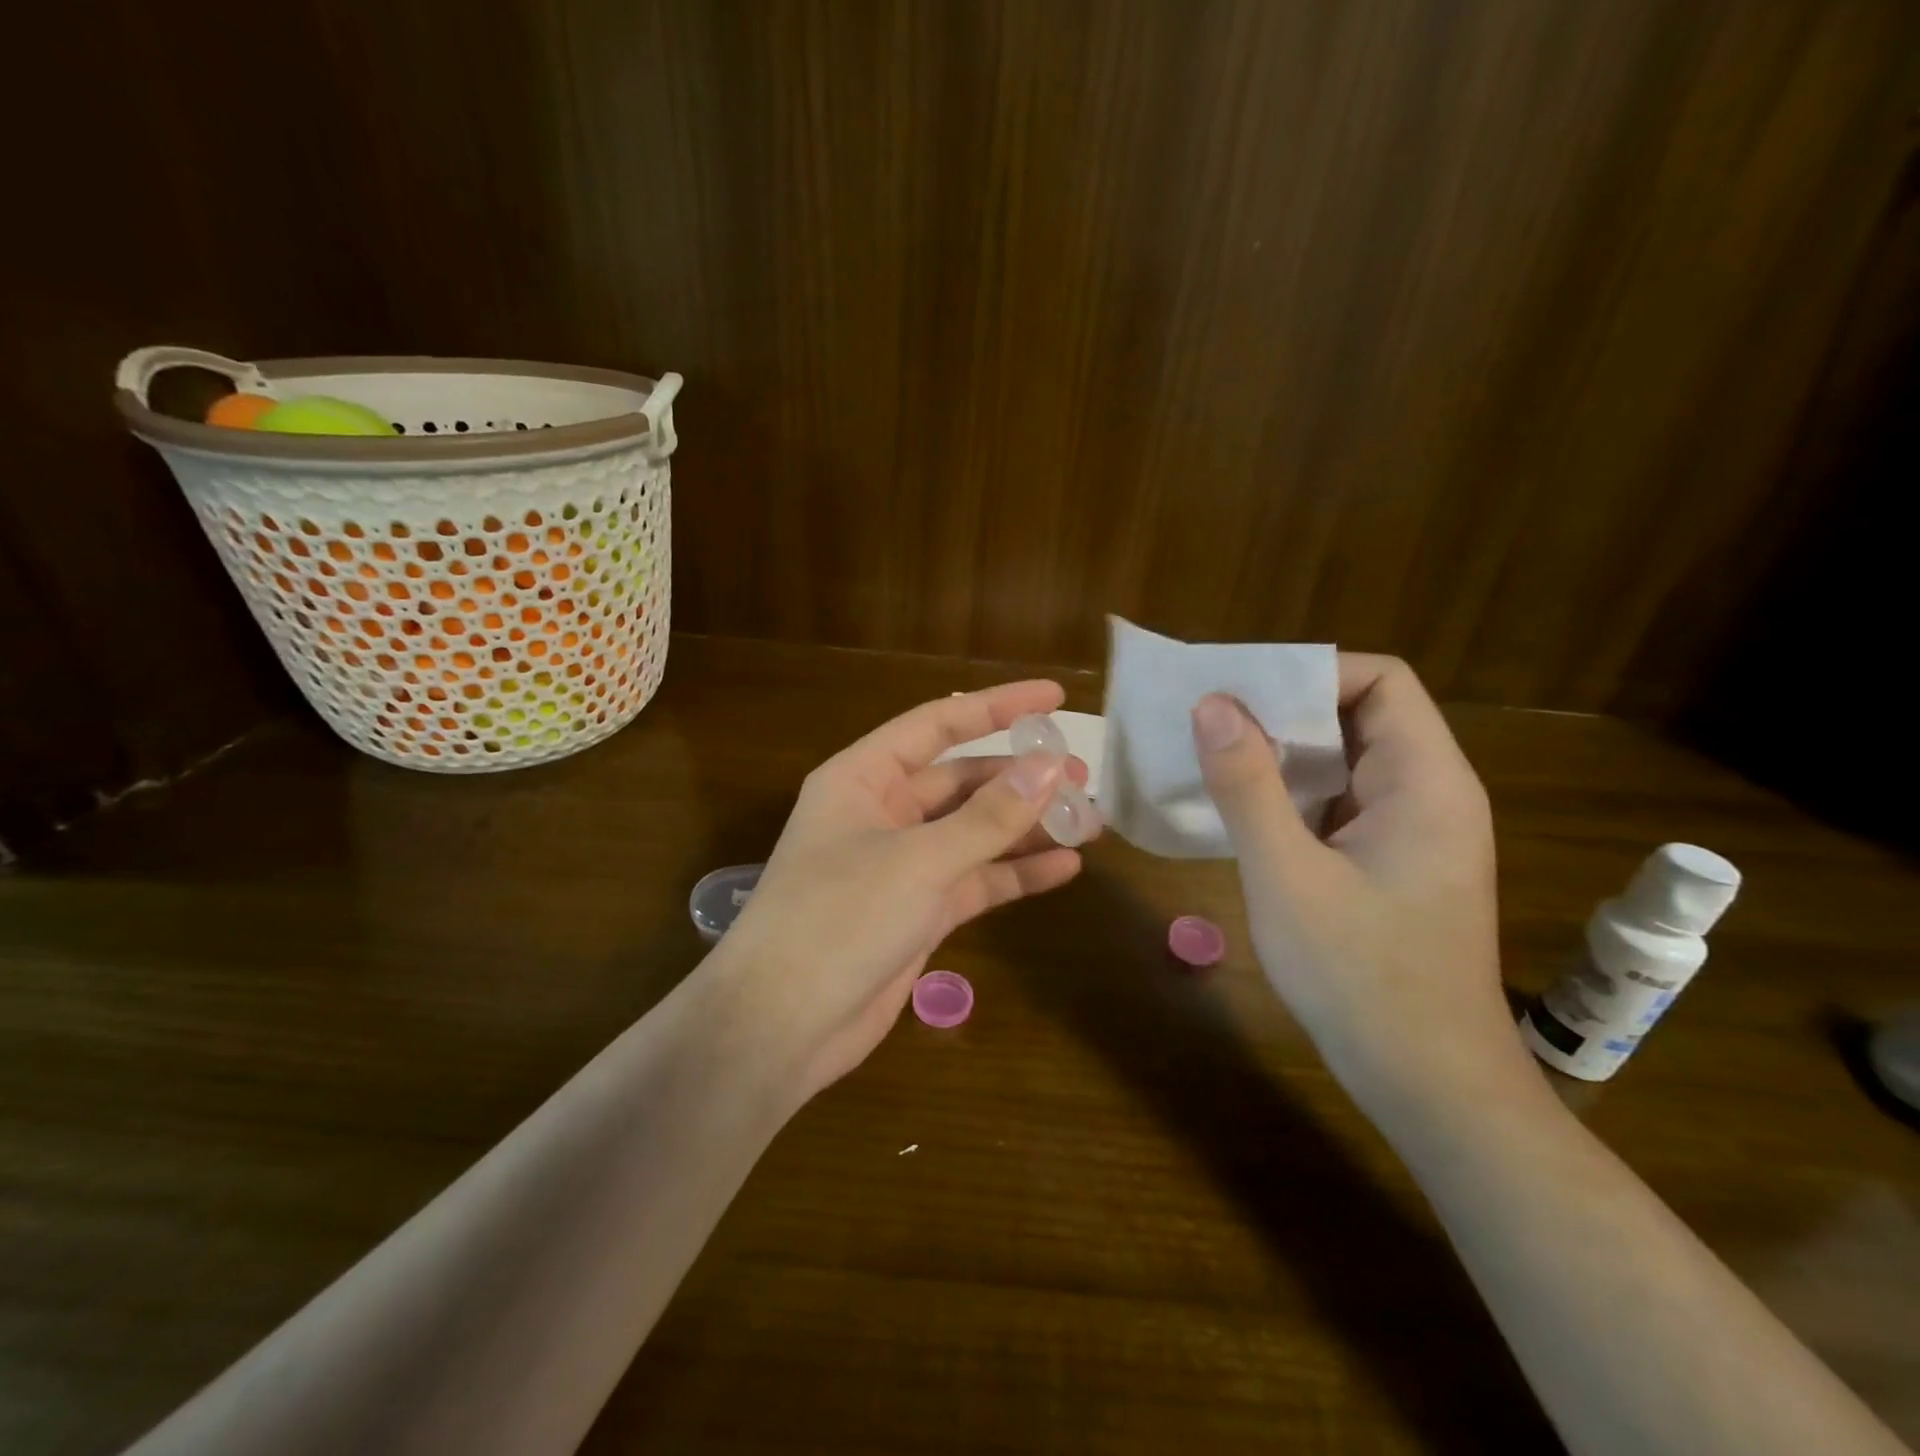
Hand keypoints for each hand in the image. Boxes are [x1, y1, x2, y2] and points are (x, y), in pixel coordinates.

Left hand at [721, 681, 1094, 1099]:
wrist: (781, 1026)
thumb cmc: (839, 919)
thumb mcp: (919, 860)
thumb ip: (989, 816)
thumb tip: (1051, 767)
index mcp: (864, 777)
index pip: (938, 724)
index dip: (998, 706)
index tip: (1055, 698)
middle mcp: (882, 812)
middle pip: (963, 780)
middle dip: (1022, 778)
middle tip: (1083, 779)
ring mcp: (901, 864)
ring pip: (974, 832)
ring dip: (1027, 826)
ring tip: (1089, 822)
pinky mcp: (918, 911)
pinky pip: (975, 880)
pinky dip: (1015, 874)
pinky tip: (1065, 868)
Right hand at [1191, 655, 1530, 1122]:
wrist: (1428, 1084)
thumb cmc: (1361, 977)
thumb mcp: (1287, 875)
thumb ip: (1248, 785)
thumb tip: (1213, 704)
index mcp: (1425, 781)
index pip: (1379, 681)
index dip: (1310, 672)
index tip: (1239, 691)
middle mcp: (1429, 793)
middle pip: (1359, 716)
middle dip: (1283, 712)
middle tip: (1207, 721)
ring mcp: (1413, 831)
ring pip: (1345, 762)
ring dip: (1281, 755)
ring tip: (1211, 758)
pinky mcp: (1393, 863)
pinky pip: (1339, 804)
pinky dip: (1291, 795)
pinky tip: (1242, 812)